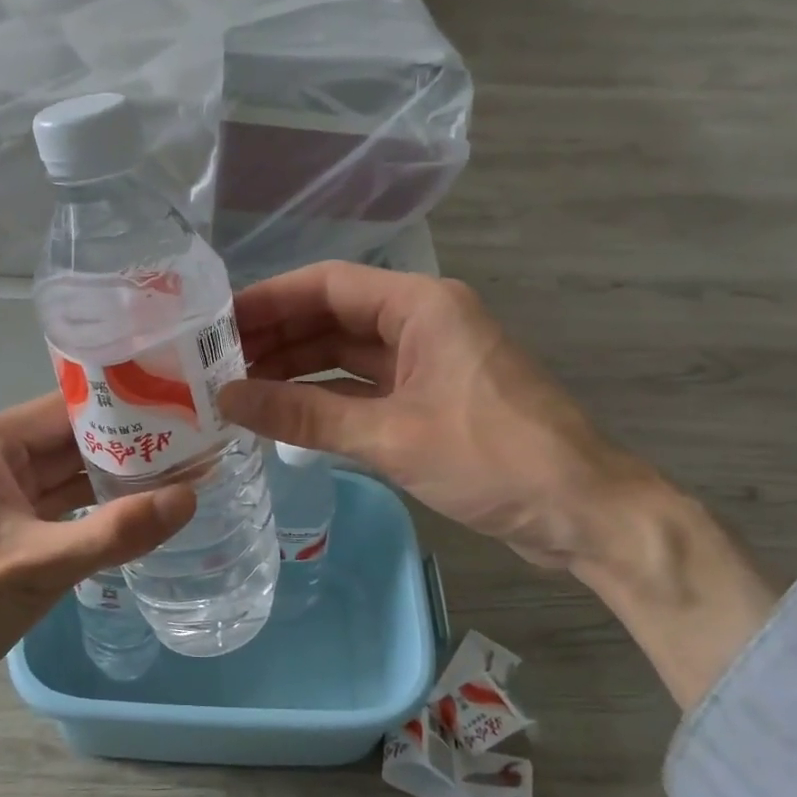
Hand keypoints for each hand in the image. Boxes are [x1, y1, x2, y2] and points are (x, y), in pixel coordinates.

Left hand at [0, 395, 194, 781]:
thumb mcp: (38, 567)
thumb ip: (115, 531)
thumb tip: (190, 497)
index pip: (69, 408)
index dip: (126, 408)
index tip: (182, 413)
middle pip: (70, 438)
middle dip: (127, 444)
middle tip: (193, 446)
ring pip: (65, 471)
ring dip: (113, 476)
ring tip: (178, 472)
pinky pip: (54, 502)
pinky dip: (91, 505)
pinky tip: (136, 509)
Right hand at [221, 262, 649, 571]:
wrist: (582, 512)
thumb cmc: (492, 458)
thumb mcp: (389, 435)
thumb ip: (305, 414)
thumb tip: (228, 398)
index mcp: (421, 305)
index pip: (327, 284)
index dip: (268, 300)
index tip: (215, 323)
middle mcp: (423, 321)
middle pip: (333, 316)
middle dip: (276, 337)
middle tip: (214, 363)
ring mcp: (428, 361)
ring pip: (347, 353)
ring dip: (297, 369)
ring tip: (237, 389)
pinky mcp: (430, 399)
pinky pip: (365, 386)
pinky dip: (326, 397)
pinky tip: (284, 413)